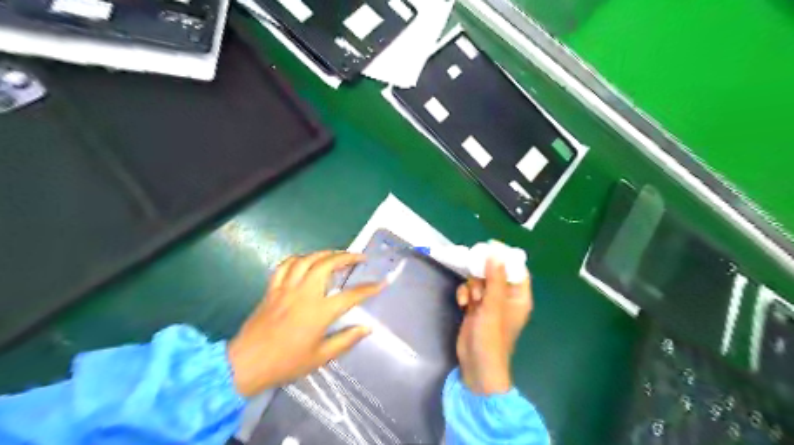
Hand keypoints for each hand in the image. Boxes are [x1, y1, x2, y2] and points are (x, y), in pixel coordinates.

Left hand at [228, 251, 383, 398]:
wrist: (246, 363)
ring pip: (307, 259)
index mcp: (319, 312)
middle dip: (346, 256)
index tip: (381, 283)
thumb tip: (366, 328)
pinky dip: (299, 259)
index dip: (368, 289)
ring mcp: (286, 288)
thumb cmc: (285, 363)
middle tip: (359, 257)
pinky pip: (286, 265)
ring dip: (325, 253)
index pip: (350, 295)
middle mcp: (304, 293)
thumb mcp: (320, 357)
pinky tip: (306, 261)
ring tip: (337, 255)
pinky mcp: (272, 288)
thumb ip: (345, 340)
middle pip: (327, 264)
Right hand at [456, 259, 528, 393]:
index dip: (505, 257)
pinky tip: (462, 304)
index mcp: (518, 297)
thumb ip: (495, 279)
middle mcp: (505, 297)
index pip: (516, 269)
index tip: (489, 246)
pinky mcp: (476, 308)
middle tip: (476, 277)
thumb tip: (496, 253)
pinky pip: (470, 291)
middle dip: (483, 275)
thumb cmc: (491, 337)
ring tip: (472, 299)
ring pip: (480, 280)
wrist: (476, 365)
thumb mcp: (494, 306)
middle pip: (495, 272)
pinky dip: (465, 294)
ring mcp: (490, 303)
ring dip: (473, 286)